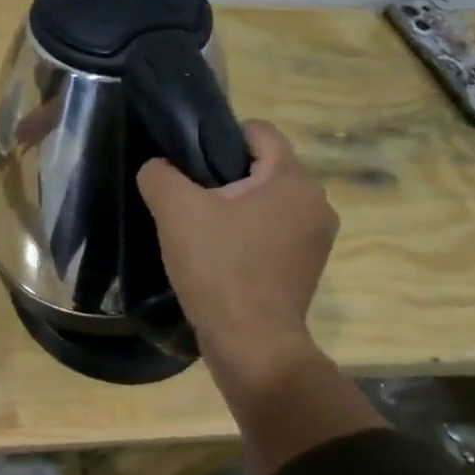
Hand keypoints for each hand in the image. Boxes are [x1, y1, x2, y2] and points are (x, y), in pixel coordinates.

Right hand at [139, 121, 335, 392]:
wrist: (251, 343)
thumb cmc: (219, 268)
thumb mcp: (175, 211)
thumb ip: (160, 174)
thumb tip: (158, 168)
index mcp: (292, 180)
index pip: (259, 131)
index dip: (219, 135)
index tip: (188, 158)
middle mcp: (316, 203)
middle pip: (263, 168)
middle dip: (224, 175)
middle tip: (187, 196)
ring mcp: (316, 238)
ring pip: (268, 202)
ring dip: (235, 208)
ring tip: (199, 228)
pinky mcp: (307, 268)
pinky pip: (273, 232)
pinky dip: (247, 234)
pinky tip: (218, 254)